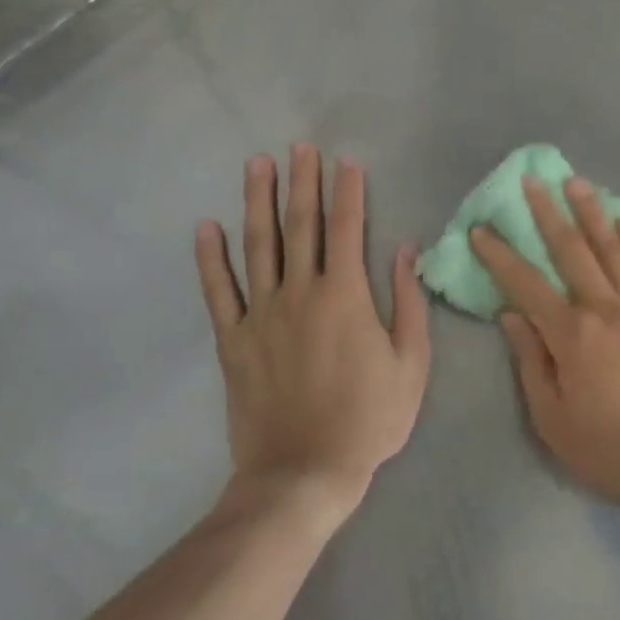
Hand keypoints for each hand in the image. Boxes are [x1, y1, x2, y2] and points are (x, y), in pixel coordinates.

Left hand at [194, 145, 430, 521]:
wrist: (304, 473)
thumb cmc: (369, 419)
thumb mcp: (411, 363)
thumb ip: (410, 303)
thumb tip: (406, 250)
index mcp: (346, 296)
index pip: (348, 229)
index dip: (347, 192)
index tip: (346, 161)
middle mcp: (300, 293)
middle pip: (300, 225)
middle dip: (301, 183)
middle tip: (299, 147)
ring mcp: (261, 315)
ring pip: (258, 246)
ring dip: (257, 202)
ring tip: (257, 165)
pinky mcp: (233, 340)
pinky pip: (218, 292)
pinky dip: (211, 258)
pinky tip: (207, 227)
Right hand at [472, 176, 619, 523]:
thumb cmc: (607, 449)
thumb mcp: (552, 417)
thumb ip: (530, 361)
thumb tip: (511, 315)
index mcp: (573, 335)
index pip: (527, 285)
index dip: (500, 255)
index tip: (482, 229)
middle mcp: (608, 310)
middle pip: (574, 251)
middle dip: (549, 214)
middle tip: (533, 181)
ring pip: (614, 251)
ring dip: (593, 214)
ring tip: (578, 184)